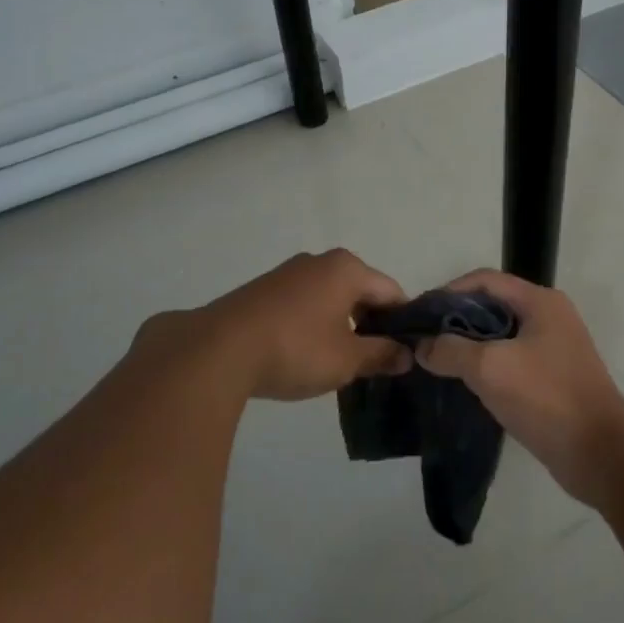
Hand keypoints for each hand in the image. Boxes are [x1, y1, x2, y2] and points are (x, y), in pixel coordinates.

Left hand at [182, 249, 411, 400]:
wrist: (217, 350)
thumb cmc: (295, 349)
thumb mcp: (346, 359)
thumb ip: (380, 355)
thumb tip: (406, 355)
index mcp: (347, 269)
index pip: (390, 291)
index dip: (402, 322)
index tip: (406, 351)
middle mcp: (319, 261)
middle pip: (359, 291)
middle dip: (370, 323)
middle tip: (375, 360)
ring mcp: (287, 273)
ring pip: (329, 297)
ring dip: (339, 324)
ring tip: (339, 361)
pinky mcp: (262, 290)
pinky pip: (302, 303)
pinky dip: (312, 324)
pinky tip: (304, 353)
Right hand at [415, 270, 623, 506]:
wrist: (601, 455)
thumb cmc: (546, 398)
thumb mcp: (490, 368)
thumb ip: (451, 350)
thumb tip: (422, 346)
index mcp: (540, 302)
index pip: (485, 280)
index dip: (448, 291)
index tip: (419, 315)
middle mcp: (549, 316)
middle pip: (492, 305)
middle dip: (456, 320)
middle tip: (423, 341)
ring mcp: (554, 348)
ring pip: (500, 335)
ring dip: (469, 345)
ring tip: (436, 362)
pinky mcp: (552, 377)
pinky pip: (511, 360)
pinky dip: (486, 366)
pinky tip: (463, 383)